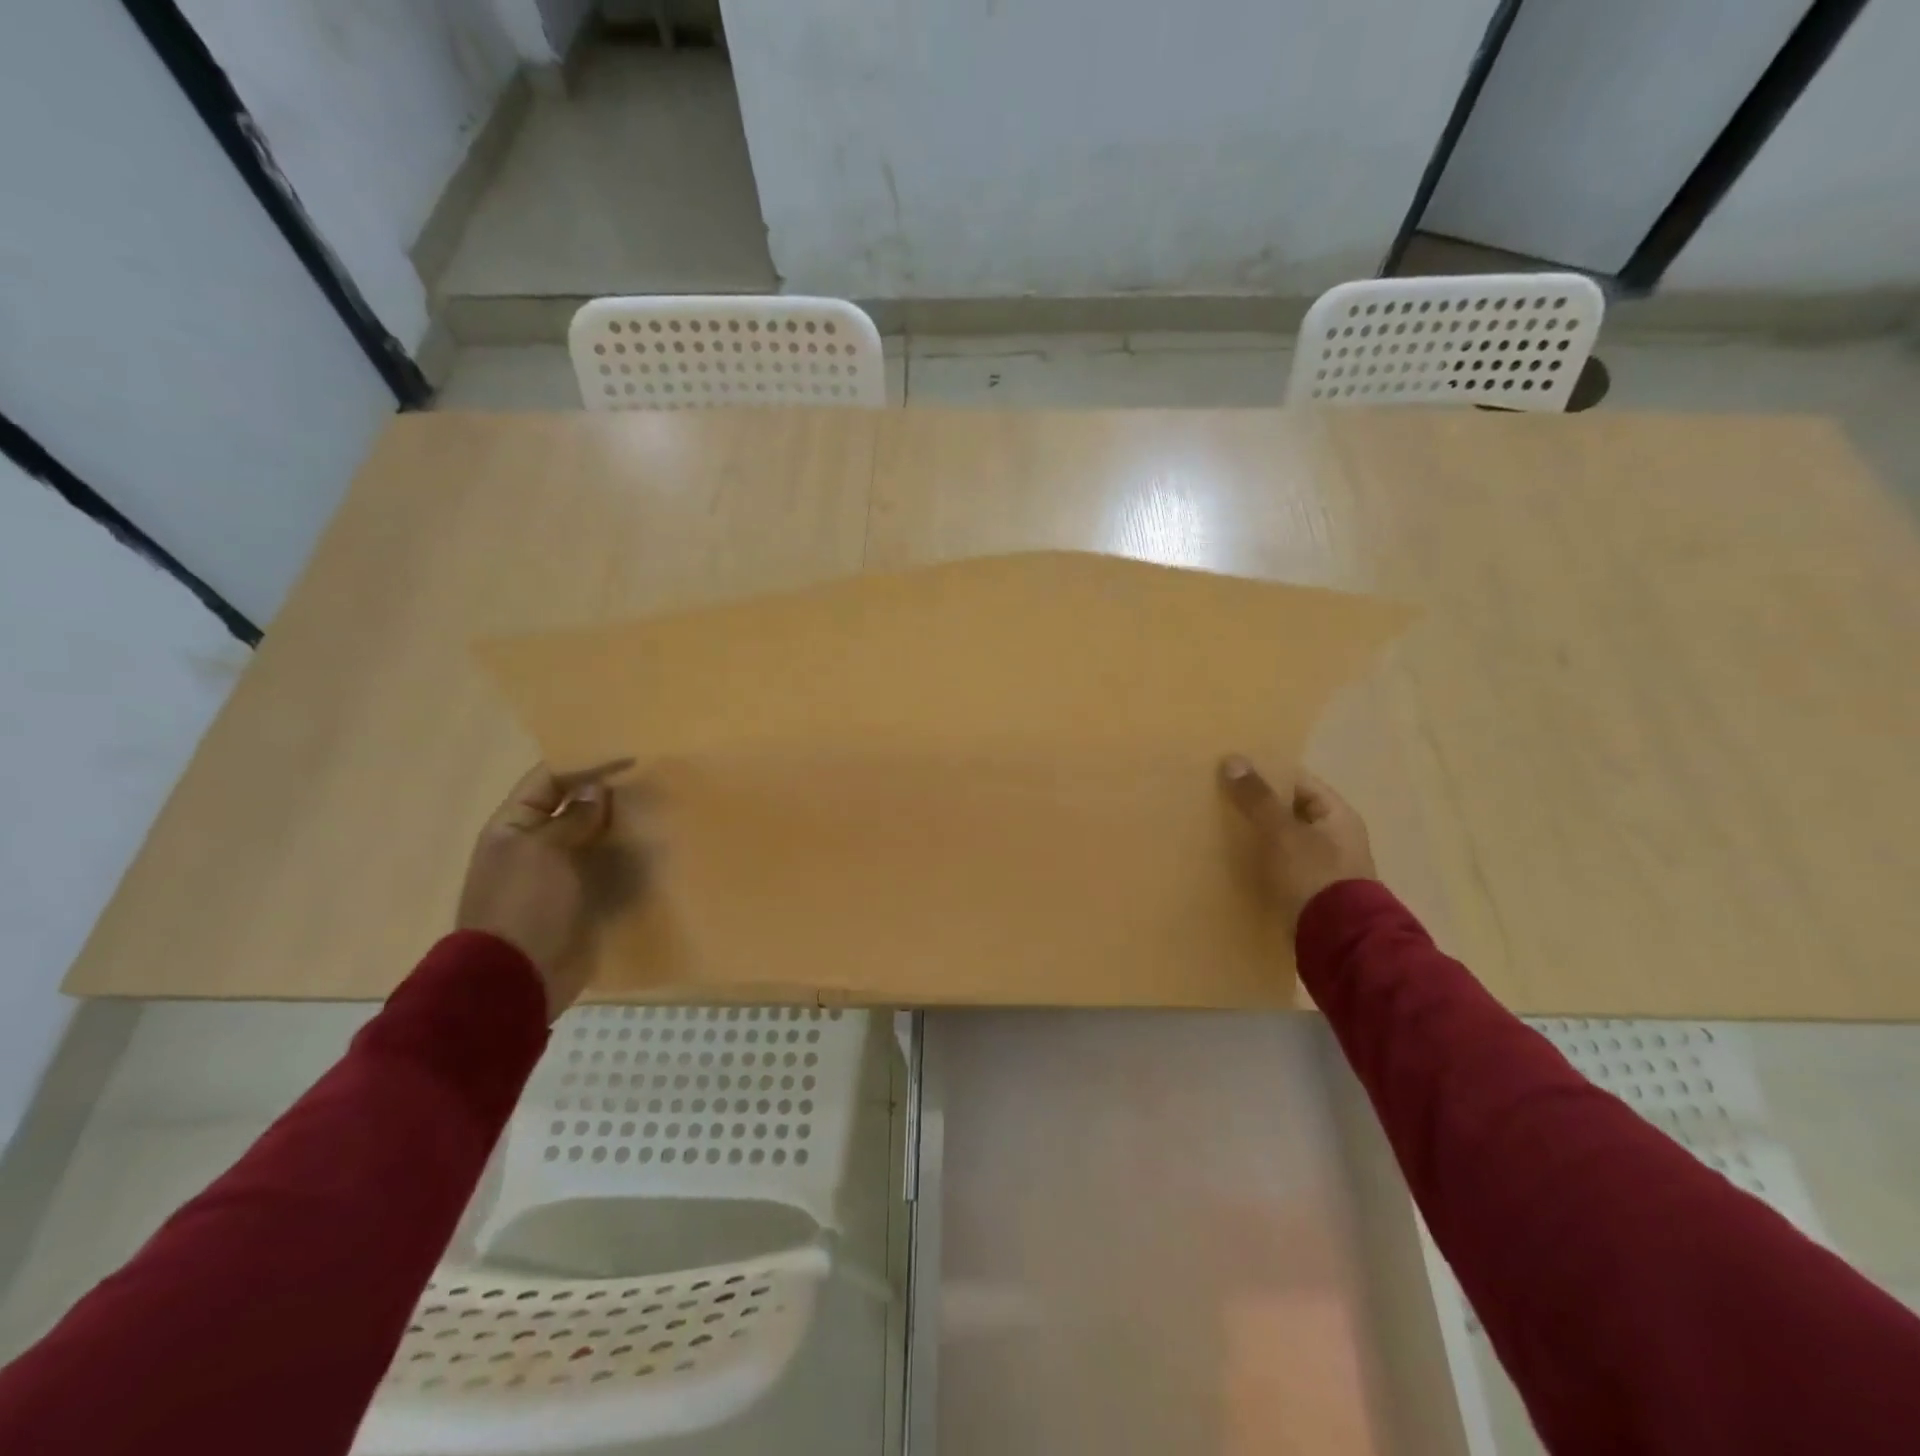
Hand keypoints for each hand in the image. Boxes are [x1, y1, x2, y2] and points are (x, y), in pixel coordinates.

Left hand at [457, 760, 633, 1019]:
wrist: (517, 978)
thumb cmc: (524, 905)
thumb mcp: (543, 851)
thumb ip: (573, 818)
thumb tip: (597, 791)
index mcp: (514, 827)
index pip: (549, 781)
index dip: (586, 765)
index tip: (630, 758)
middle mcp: (536, 846)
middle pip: (575, 807)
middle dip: (609, 795)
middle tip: (652, 782)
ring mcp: (560, 875)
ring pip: (596, 838)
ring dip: (623, 827)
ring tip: (661, 812)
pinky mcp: (582, 900)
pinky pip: (608, 870)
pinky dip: (629, 860)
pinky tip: (657, 852)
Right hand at [1218, 754, 1376, 933]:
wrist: (1337, 940)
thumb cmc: (1313, 875)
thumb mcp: (1282, 832)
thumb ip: (1258, 798)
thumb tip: (1233, 760)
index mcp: (1337, 815)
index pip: (1298, 782)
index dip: (1266, 774)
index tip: (1230, 772)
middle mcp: (1335, 837)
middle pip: (1289, 811)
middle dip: (1256, 806)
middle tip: (1218, 799)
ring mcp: (1323, 867)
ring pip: (1282, 840)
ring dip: (1256, 835)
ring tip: (1218, 828)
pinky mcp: (1309, 892)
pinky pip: (1279, 866)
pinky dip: (1259, 861)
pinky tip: (1233, 862)